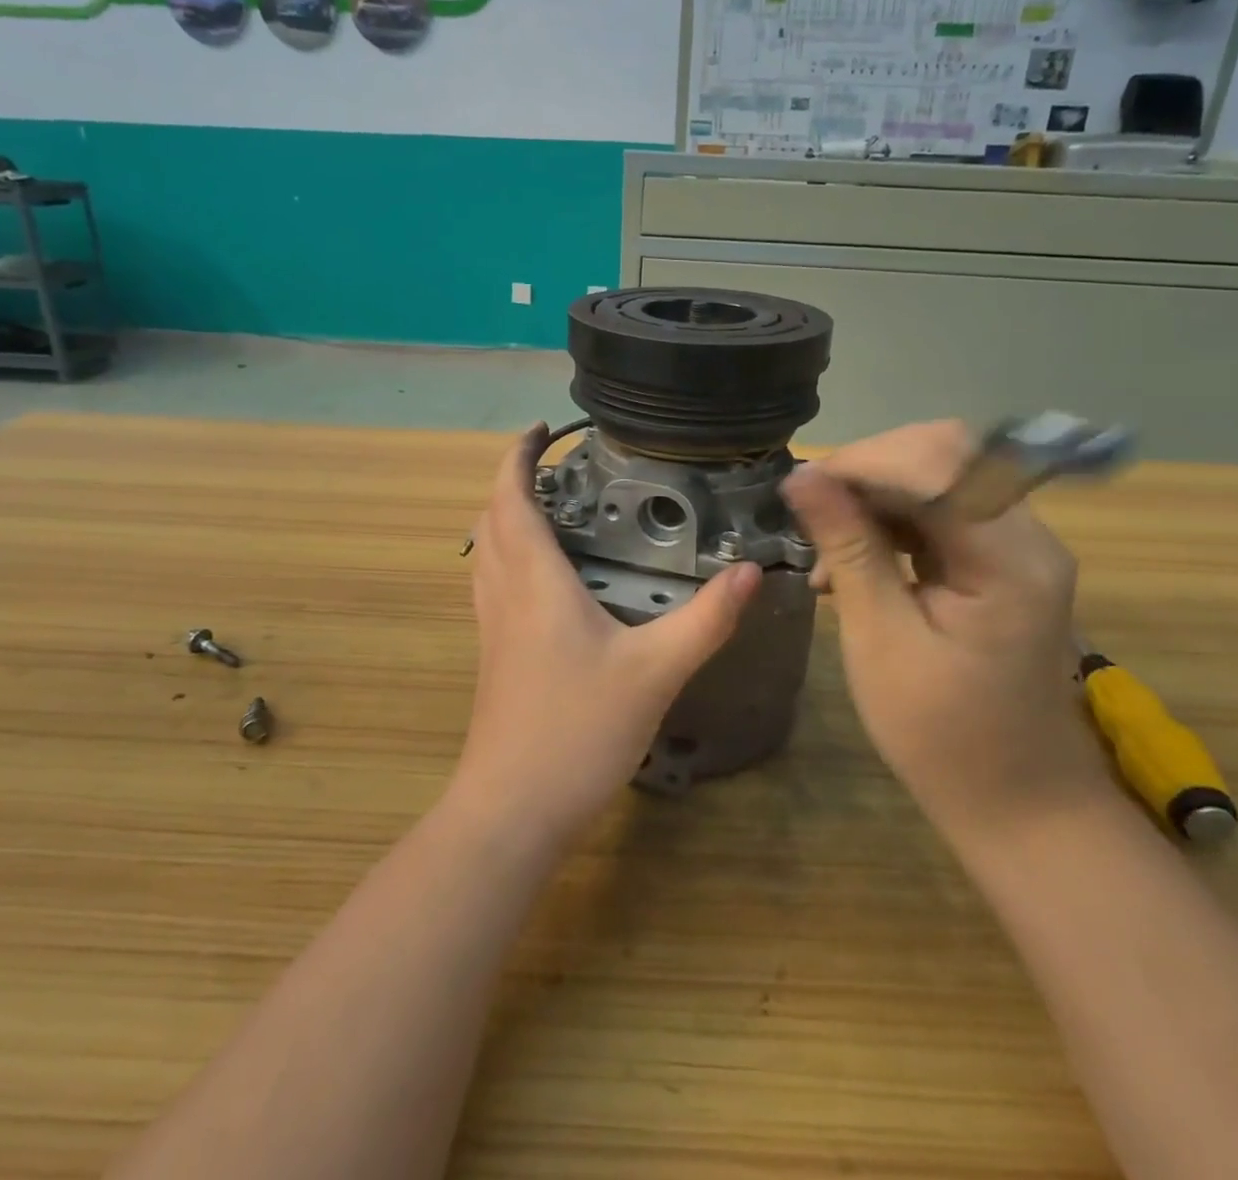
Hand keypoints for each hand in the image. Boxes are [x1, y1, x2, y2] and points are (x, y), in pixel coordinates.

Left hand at [456, 424, 760, 843]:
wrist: (512, 809)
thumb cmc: (577, 731)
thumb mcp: (654, 672)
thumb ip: (705, 620)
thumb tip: (749, 572)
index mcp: (535, 581)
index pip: (511, 497)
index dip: (519, 456)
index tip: (543, 429)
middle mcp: (504, 593)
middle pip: (492, 518)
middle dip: (514, 480)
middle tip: (560, 468)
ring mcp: (492, 626)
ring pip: (487, 551)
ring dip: (508, 517)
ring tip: (553, 509)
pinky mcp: (494, 655)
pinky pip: (493, 583)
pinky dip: (510, 556)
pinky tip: (546, 579)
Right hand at [782, 421, 1115, 847]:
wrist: (1017, 802)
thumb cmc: (941, 736)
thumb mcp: (880, 640)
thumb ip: (847, 549)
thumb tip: (801, 477)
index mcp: (1009, 558)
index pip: (937, 463)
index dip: (863, 463)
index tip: (800, 489)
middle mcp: (1027, 536)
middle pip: (944, 457)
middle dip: (867, 472)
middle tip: (810, 512)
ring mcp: (1018, 546)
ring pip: (939, 477)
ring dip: (874, 496)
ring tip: (823, 542)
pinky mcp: (1000, 561)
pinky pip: (940, 512)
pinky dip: (890, 522)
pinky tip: (850, 559)